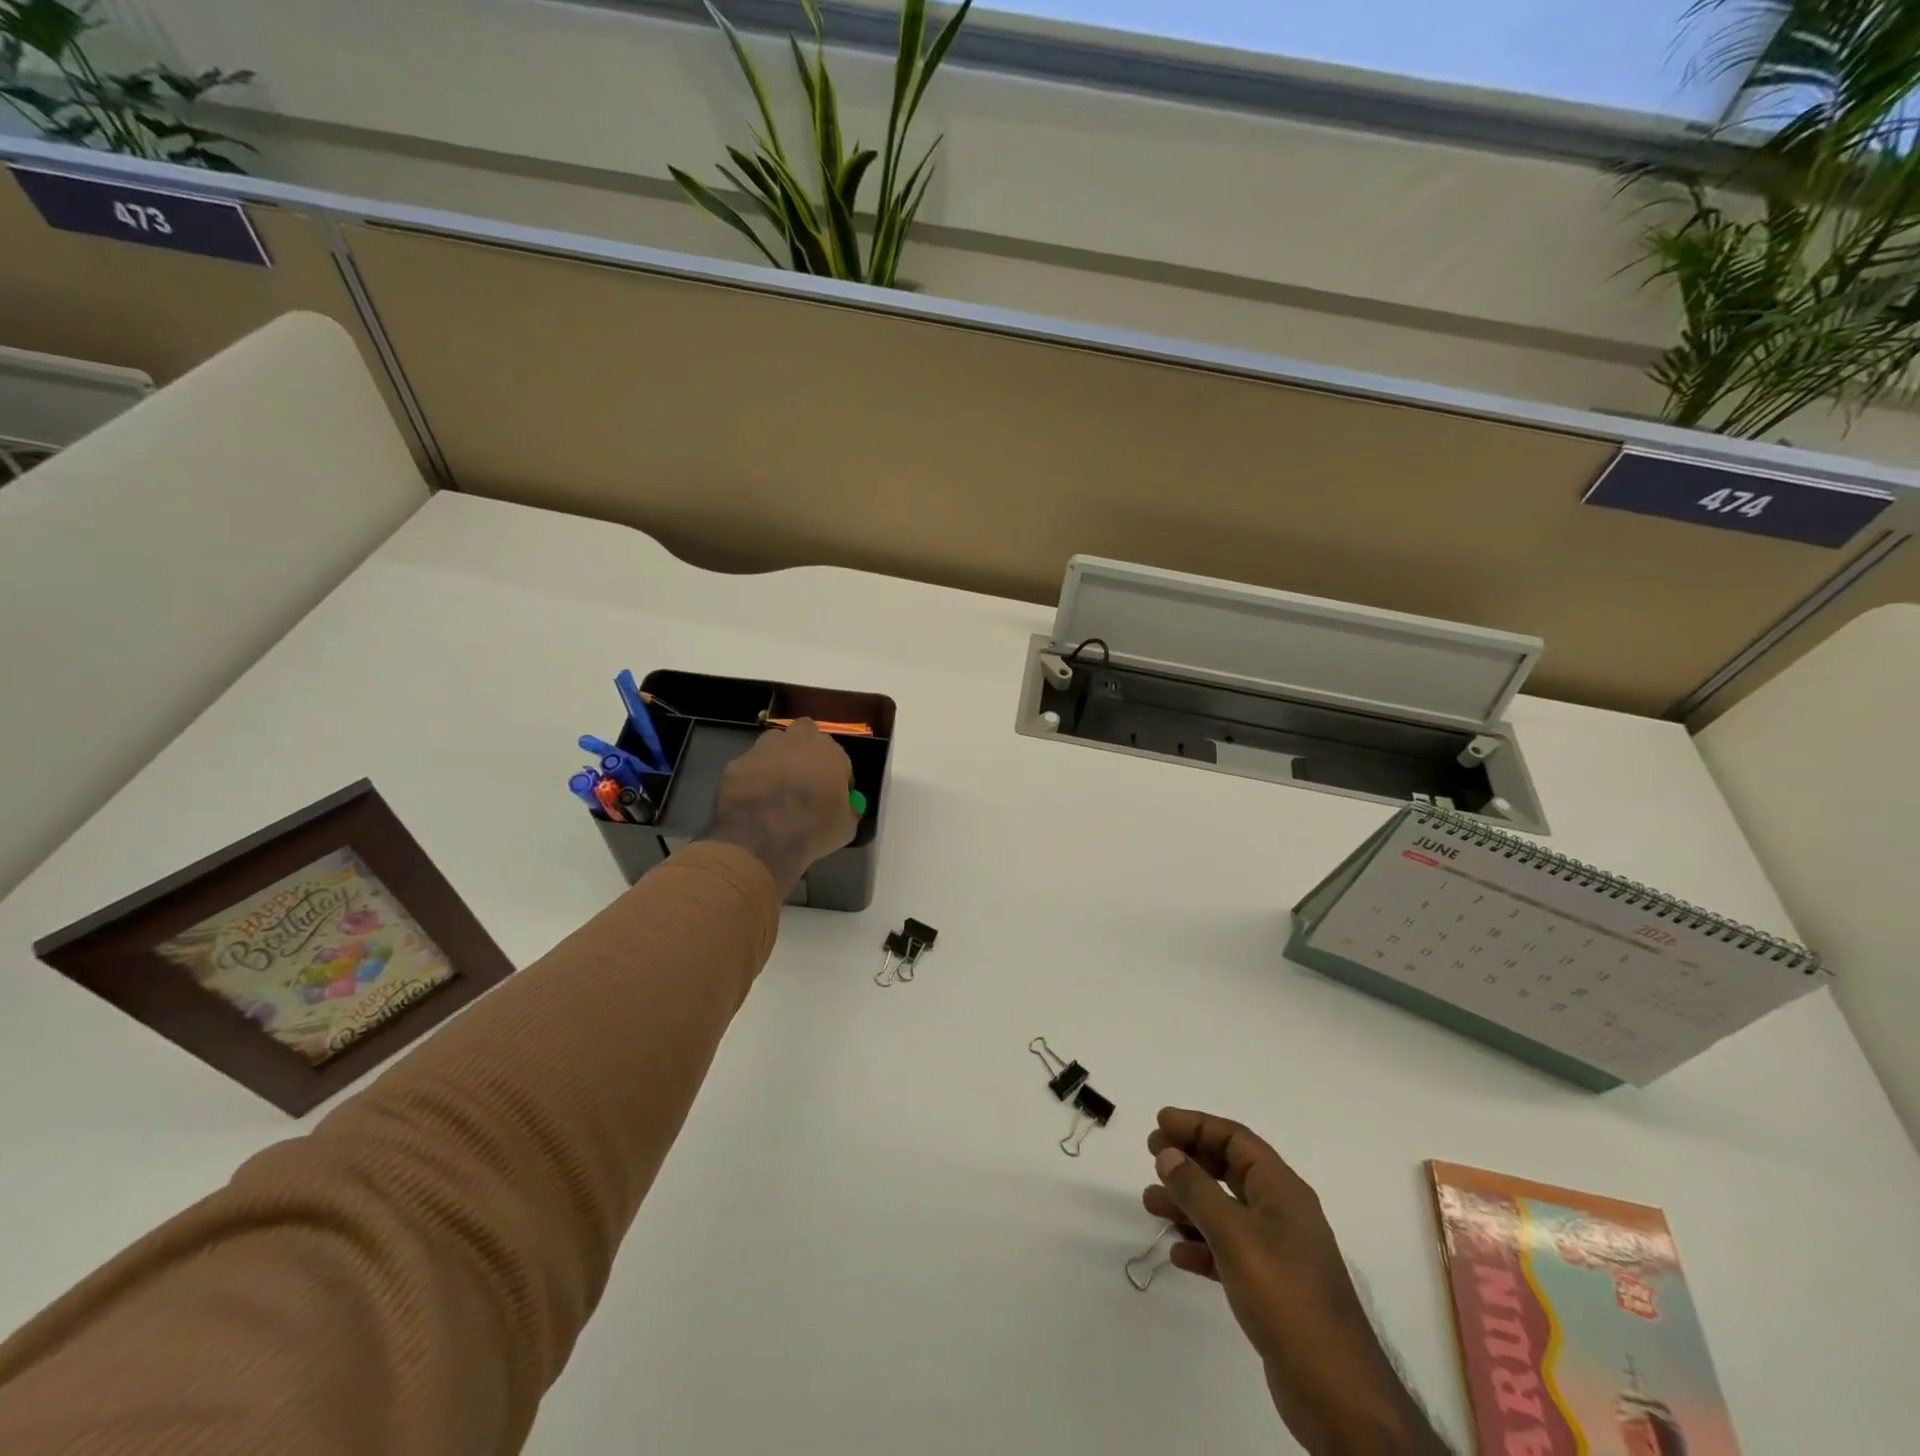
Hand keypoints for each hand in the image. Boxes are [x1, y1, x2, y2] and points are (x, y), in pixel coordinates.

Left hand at [703, 718, 857, 894]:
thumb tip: (845, 809)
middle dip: (806, 748)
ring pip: (773, 743)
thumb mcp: (845, 827)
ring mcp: (762, 750)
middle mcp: (796, 741)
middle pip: (805, 732)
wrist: (759, 842)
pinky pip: (748, 766)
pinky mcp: (735, 765)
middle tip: (805, 776)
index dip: (837, 774)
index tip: (833, 794)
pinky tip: (753, 801)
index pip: (839, 757)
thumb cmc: (812, 832)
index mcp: (829, 752)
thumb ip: (847, 810)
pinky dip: (752, 778)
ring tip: (776, 786)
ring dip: (778, 757)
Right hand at [1144, 1109, 1446, 1455]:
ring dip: (1188, 1203)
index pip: (1235, 1139)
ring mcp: (1278, 1252)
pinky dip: (1202, 1245)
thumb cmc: (1286, 1296)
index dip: (1197, 1125)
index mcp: (1282, 1190)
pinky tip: (1178, 1253)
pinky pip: (1229, 1250)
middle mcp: (1282, 1213)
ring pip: (1225, 1211)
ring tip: (1151, 1204)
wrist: (1337, 1393)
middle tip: (1152, 1155)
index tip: (1160, 1123)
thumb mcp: (1235, 1234)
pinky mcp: (1272, 1289)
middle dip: (1190, 1160)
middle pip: (1229, 1170)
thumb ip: (1197, 1190)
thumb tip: (1168, 1154)